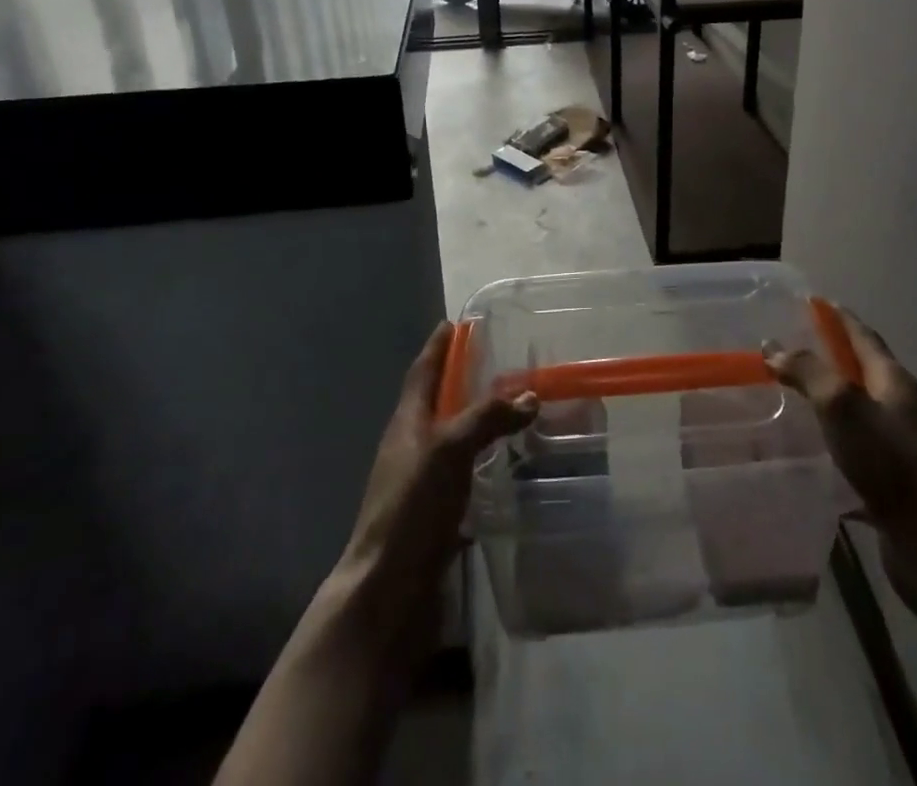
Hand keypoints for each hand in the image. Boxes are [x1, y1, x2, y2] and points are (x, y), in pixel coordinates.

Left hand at [333, 321, 536, 632]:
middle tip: (501, 365)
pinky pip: (464, 476)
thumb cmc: (412, 508)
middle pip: (438, 403)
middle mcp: (412, 447)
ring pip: (454, 440)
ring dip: (479, 423)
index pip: (423, 371)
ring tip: (516, 413)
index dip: (438, 347)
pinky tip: (509, 467)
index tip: (455, 324)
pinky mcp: (436, 516)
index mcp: (407, 423)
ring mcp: (422, 484)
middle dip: (463, 381)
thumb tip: (529, 396)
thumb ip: (487, 418)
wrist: (387, 593)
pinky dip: (485, 464)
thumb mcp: (449, 450)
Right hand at [764, 305, 916, 624]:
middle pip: (861, 371)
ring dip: (828, 402)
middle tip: (790, 349)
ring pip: (857, 413)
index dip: (838, 317)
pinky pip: (855, 453)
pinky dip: (832, 445)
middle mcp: (899, 408)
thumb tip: (775, 348)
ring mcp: (898, 448)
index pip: (863, 336)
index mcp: (893, 381)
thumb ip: (808, 372)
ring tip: (790, 398)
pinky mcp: (892, 485)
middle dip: (830, 357)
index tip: (814, 302)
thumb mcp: (843, 404)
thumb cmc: (892, 462)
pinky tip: (807, 454)